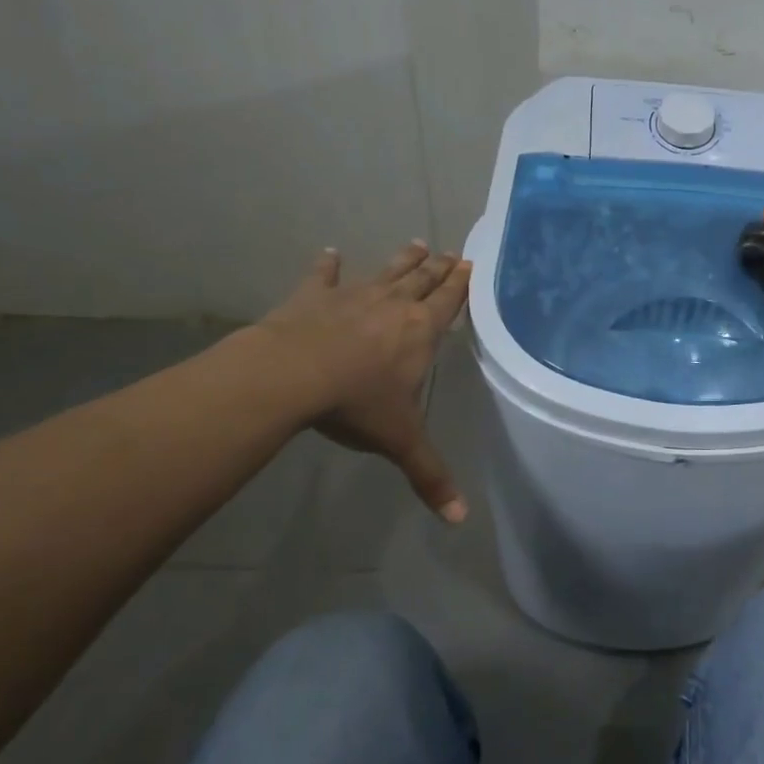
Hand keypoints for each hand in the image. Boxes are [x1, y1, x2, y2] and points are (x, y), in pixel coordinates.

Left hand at [254, 242, 473, 521]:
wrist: (293, 374)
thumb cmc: (357, 403)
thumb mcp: (400, 441)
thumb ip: (430, 476)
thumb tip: (459, 520)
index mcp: (421, 331)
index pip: (449, 302)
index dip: (461, 285)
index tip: (470, 264)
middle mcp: (394, 306)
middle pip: (422, 281)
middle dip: (438, 268)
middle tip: (450, 252)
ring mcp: (354, 296)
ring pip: (386, 272)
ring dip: (402, 260)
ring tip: (417, 243)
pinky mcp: (315, 296)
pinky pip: (325, 276)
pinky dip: (328, 265)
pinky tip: (331, 252)